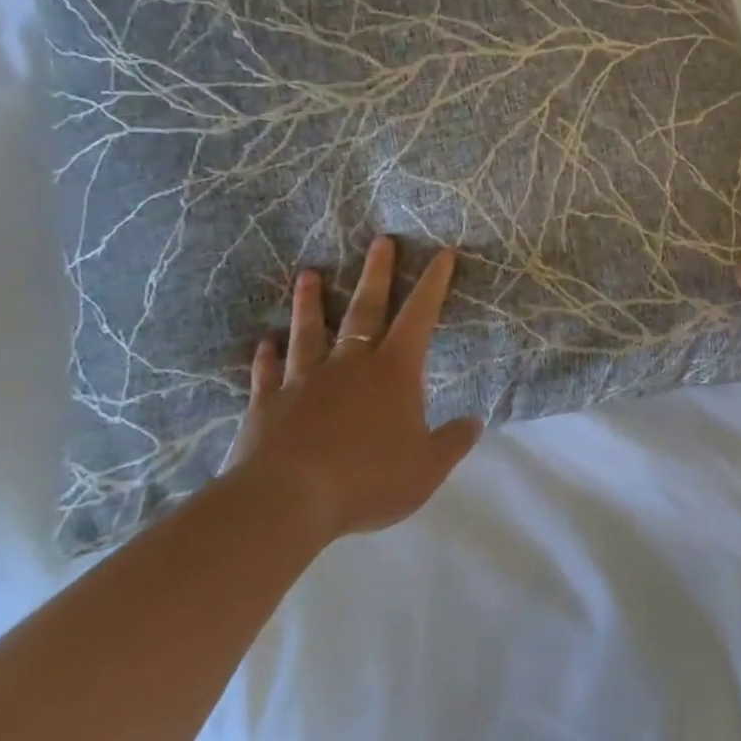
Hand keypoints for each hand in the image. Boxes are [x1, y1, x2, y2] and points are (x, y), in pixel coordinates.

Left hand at [227, 236, 480, 540]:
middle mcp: (350, 363)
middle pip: (365, 309)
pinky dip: (267, 356)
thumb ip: (454, 441)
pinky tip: (264, 343)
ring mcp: (305, 380)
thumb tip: (476, 421)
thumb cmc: (368, 478)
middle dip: (376, 273)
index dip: (434, 283)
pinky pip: (268, 373)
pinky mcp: (268, 404)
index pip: (419, 316)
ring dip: (310, 302)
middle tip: (380, 240)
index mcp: (394, 371)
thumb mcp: (427, 467)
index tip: (442, 253)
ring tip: (308, 274)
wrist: (288, 500)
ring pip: (309, 331)